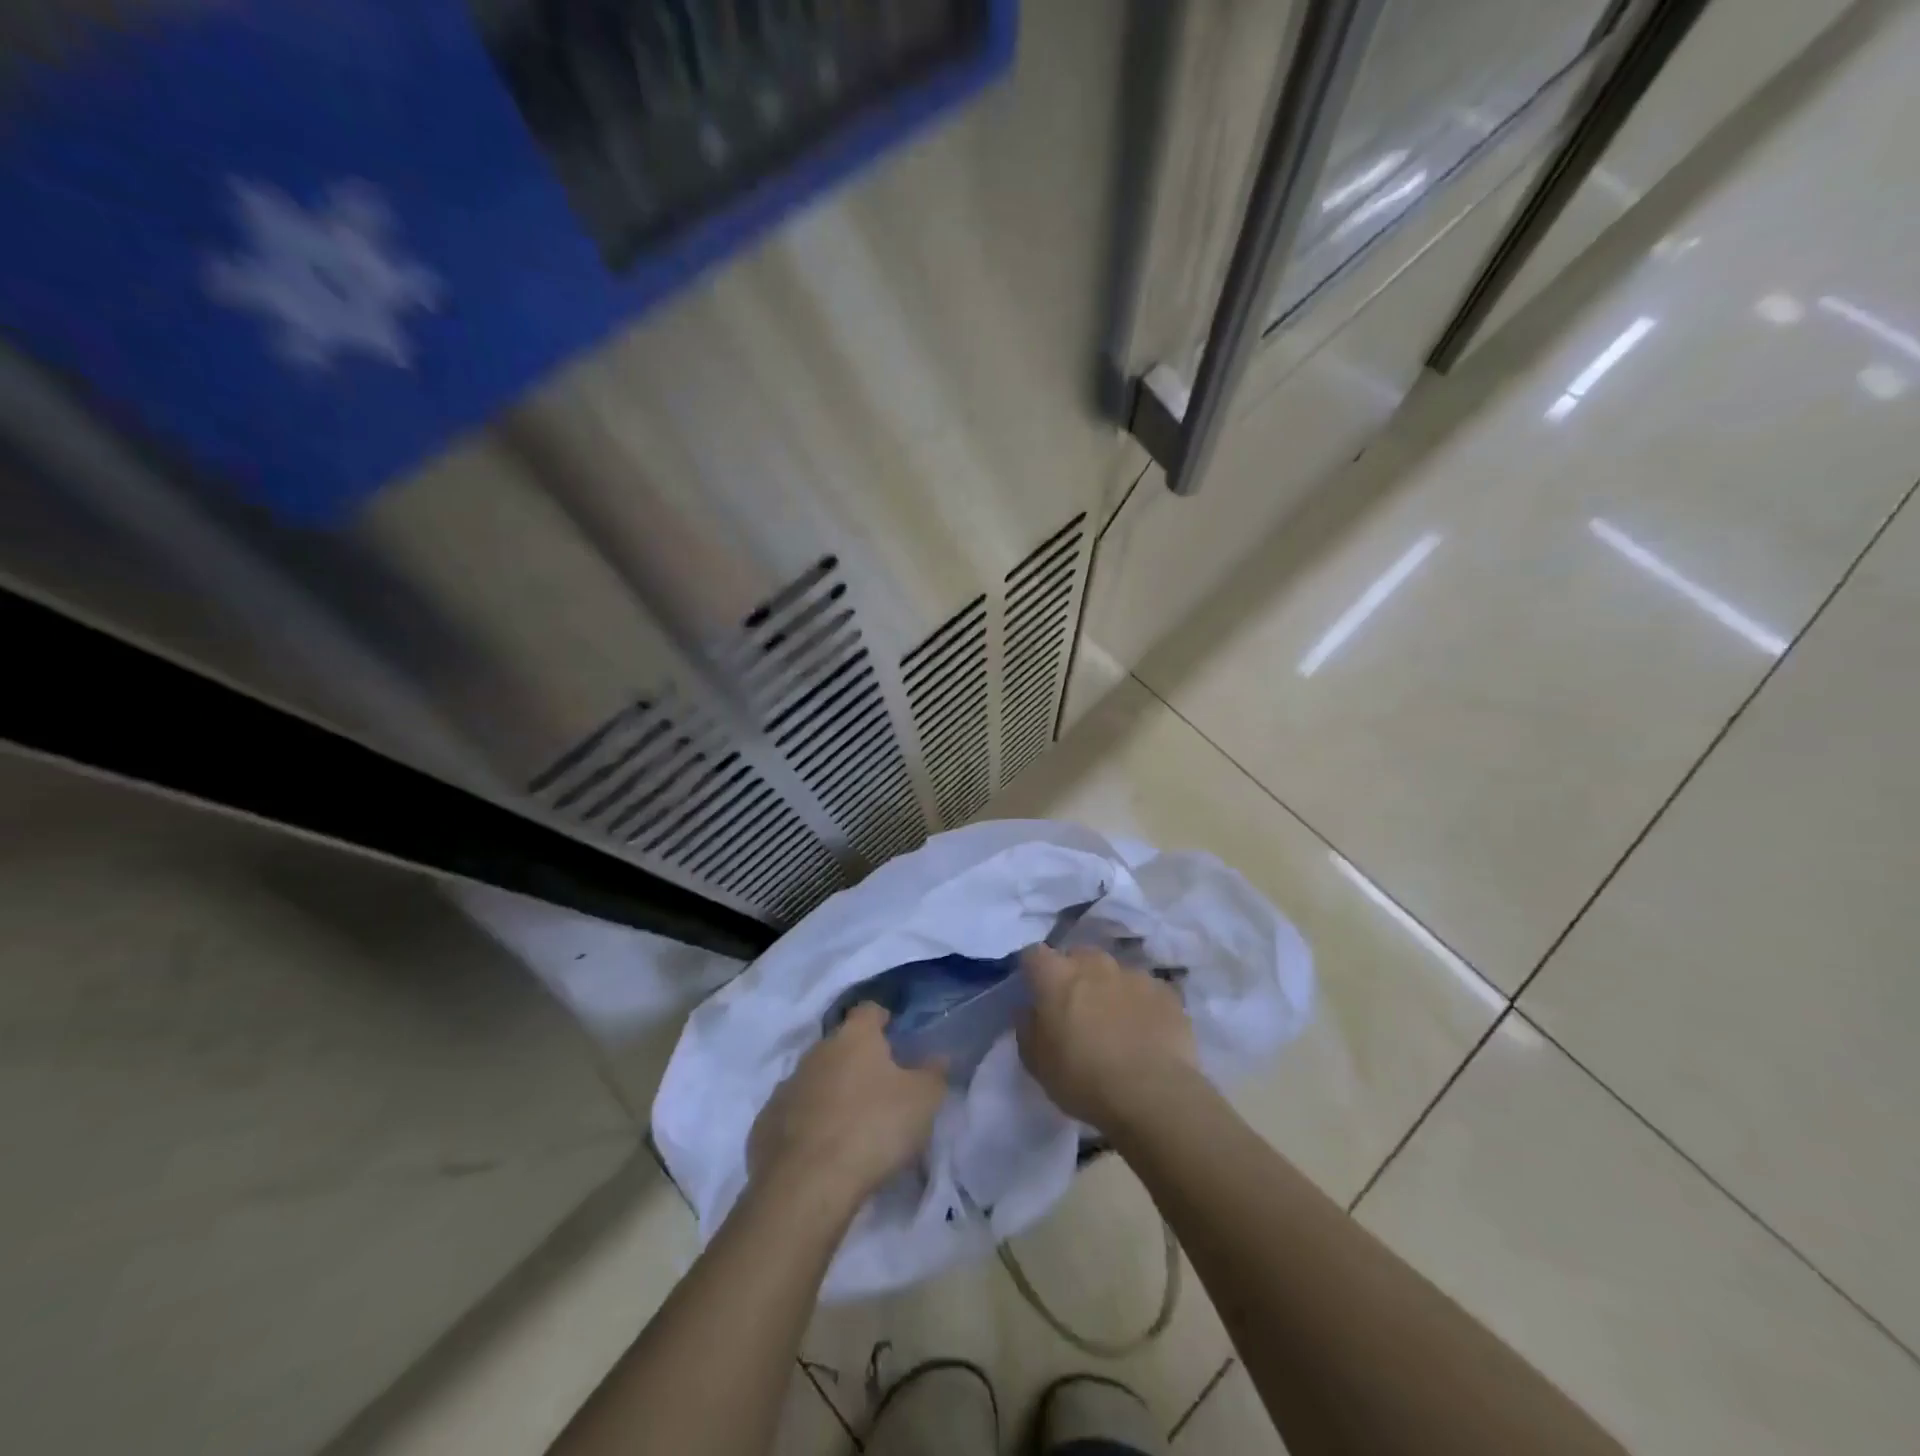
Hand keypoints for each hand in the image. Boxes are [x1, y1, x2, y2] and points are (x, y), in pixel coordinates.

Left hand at [747, 1004, 946, 1218]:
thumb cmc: (873, 1128)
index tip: (894, 1033)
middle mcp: (816, 1051)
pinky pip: (793, 1114)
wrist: (805, 1186)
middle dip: (857, 1059)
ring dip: (830, 1091)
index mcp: (854, 1037)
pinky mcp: (765, 1123)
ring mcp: (786, 1086)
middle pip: (840, 1045)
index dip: (882, 1019)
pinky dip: (807, 1123)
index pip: (869, 1010)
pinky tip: (821, 1149)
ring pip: (814, 1079)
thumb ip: (934, 1074)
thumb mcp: (922, 1101)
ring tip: (850, 1122)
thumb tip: (938, 1057)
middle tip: (878, 1086)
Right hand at [1017, 944, 1197, 1131]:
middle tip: (1077, 1010)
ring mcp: (1133, 974)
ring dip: (1110, 990)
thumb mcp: (1036, 1063)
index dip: (1034, 971)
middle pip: (1078, 957)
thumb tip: (1030, 1010)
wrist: (1152, 1094)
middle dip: (1075, 976)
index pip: (1034, 955)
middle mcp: (1094, 963)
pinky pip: (1146, 991)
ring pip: (1114, 973)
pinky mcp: (1166, 992)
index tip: (1037, 993)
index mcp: (1056, 975)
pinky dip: (1141, 1005)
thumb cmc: (1083, 1078)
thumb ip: (1027, 1027)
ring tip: (1116, 1025)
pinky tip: (1146, 1034)